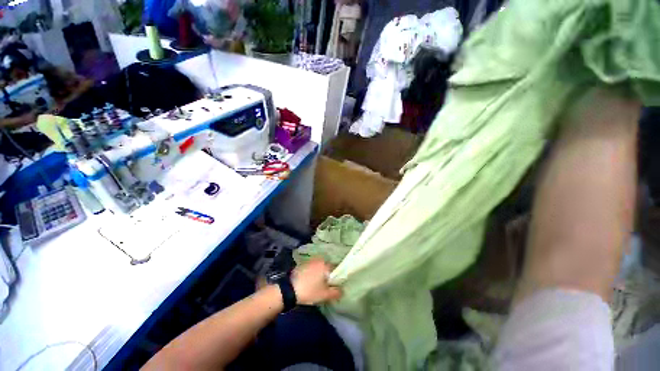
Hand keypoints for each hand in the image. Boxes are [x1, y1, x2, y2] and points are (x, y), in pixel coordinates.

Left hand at [290, 259, 342, 304]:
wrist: (289, 289)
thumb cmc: (309, 291)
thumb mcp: (324, 295)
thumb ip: (335, 292)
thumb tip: (342, 290)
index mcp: (326, 265)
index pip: (336, 269)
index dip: (337, 277)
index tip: (335, 285)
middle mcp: (319, 259)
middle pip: (328, 267)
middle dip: (328, 275)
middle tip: (326, 285)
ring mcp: (310, 260)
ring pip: (320, 266)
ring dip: (321, 273)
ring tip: (318, 284)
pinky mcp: (303, 263)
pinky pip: (313, 267)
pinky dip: (314, 272)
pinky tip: (311, 280)